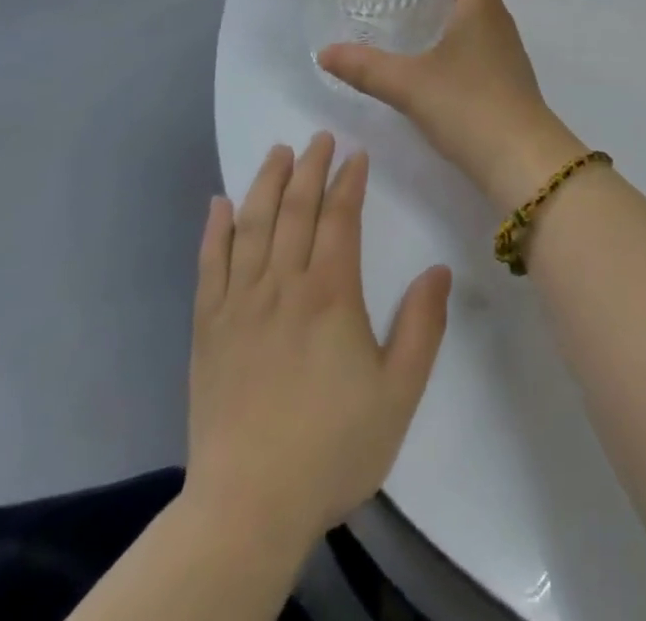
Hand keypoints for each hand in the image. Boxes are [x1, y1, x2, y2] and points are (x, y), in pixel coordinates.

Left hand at [184, 133, 450, 543]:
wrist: (247, 509)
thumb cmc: (332, 448)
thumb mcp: (398, 393)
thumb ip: (423, 326)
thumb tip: (438, 268)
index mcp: (330, 295)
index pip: (340, 219)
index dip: (348, 182)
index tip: (356, 154)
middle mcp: (282, 286)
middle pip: (294, 210)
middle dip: (309, 168)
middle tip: (319, 137)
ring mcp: (239, 306)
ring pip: (251, 227)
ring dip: (265, 184)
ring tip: (277, 153)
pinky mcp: (208, 330)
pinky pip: (209, 266)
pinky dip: (214, 231)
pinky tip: (218, 204)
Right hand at [319, 0, 586, 212]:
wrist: (522, 160)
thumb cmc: (470, 106)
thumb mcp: (409, 85)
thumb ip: (366, 68)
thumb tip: (325, 52)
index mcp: (483, 8)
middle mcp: (500, 24)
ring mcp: (507, 54)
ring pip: (480, 17)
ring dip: (452, 9)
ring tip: (413, 15)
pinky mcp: (506, 82)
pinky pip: (480, 45)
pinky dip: (457, 39)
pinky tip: (432, 60)